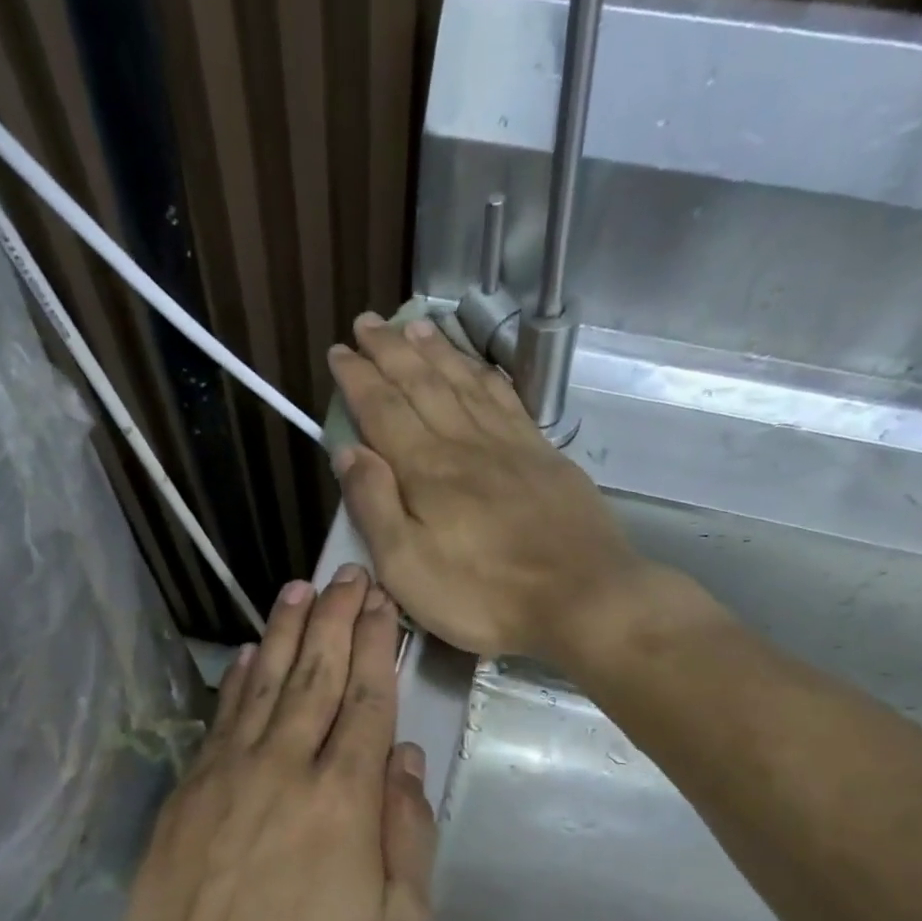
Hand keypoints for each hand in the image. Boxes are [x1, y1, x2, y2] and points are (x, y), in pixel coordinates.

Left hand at [97, 565, 434, 920]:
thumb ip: (409, 833)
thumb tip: (405, 758)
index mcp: (345, 798)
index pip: (367, 700)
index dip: (376, 645)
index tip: (382, 602)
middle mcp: (287, 767)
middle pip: (318, 675)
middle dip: (336, 619)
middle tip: (347, 574)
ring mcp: (231, 773)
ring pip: (267, 683)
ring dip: (287, 632)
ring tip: (301, 589)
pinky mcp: (190, 790)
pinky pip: (222, 717)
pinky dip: (238, 679)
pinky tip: (249, 652)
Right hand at [326, 313, 682, 662]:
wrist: (582, 598)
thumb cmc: (483, 595)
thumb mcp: (407, 567)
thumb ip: (374, 505)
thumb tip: (348, 451)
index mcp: (426, 469)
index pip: (383, 409)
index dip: (358, 378)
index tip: (339, 351)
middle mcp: (465, 442)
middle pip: (422, 383)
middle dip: (391, 350)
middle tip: (369, 322)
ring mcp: (509, 445)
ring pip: (464, 382)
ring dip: (436, 351)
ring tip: (416, 326)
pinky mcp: (543, 455)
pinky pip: (507, 400)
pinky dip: (485, 375)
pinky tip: (477, 367)